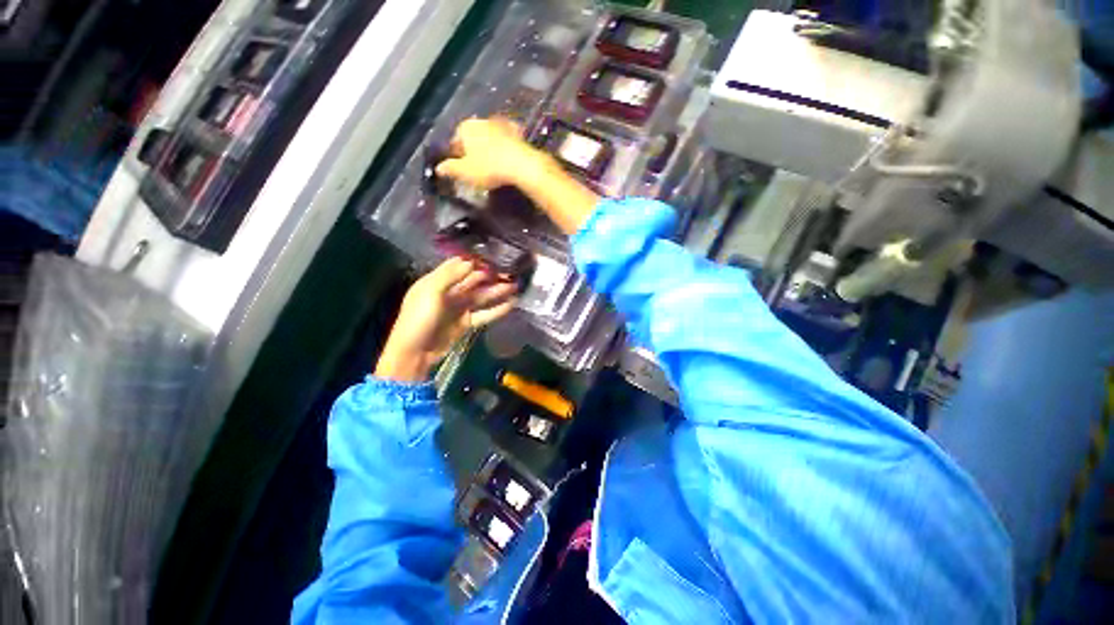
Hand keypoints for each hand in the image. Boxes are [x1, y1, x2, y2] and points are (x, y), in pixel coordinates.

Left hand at [375, 257, 516, 381]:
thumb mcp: (430, 293)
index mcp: (437, 281)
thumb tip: (470, 261)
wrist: (415, 352)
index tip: (493, 256)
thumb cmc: (419, 318)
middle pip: (474, 280)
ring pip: (482, 296)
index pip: (458, 265)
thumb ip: (450, 276)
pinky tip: (511, 304)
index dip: (475, 260)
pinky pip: (485, 314)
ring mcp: (459, 308)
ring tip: (515, 285)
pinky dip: (497, 310)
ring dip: (498, 291)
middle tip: (511, 271)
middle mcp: (450, 292)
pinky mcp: (467, 323)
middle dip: (491, 275)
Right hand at [435, 117, 550, 190]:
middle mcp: (481, 120)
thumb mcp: (465, 172)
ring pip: (490, 136)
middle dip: (473, 150)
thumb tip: (438, 168)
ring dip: (489, 147)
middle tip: (476, 167)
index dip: (456, 156)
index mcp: (465, 128)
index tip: (460, 168)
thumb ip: (450, 169)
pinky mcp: (517, 132)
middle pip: (473, 137)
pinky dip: (506, 146)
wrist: (520, 164)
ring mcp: (501, 124)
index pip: (455, 141)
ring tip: (492, 164)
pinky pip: (507, 140)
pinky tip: (508, 157)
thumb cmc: (488, 168)